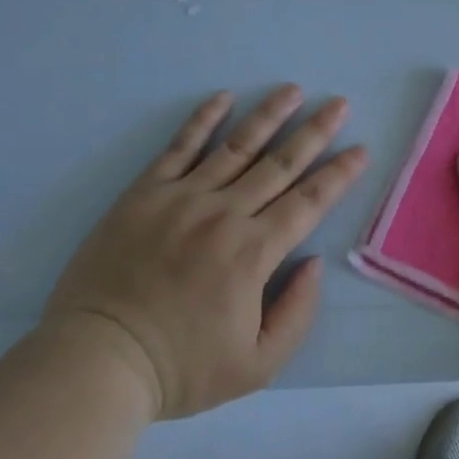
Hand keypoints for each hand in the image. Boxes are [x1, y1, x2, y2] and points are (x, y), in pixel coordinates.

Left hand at [44, 85, 368, 419]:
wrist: (98, 361)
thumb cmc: (180, 368)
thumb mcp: (256, 366)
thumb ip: (297, 314)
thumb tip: (313, 262)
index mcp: (254, 253)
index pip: (309, 202)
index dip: (339, 174)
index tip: (361, 149)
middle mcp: (225, 214)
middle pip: (280, 164)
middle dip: (315, 132)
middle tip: (339, 103)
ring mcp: (182, 198)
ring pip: (236, 146)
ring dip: (269, 115)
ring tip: (292, 90)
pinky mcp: (145, 193)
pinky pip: (179, 147)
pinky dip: (203, 119)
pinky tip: (223, 97)